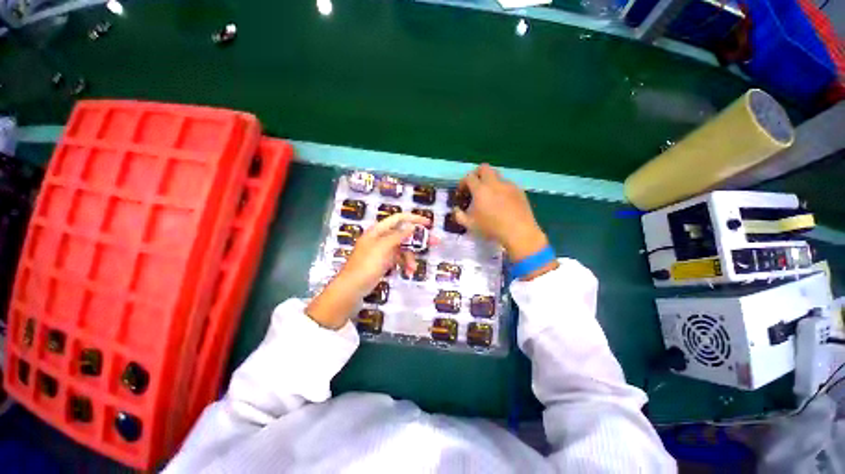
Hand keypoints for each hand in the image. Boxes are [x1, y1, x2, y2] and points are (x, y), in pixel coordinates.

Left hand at [305, 212, 431, 328]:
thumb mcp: (383, 248)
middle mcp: (381, 238)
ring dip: (410, 257)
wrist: (351, 288)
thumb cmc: (367, 265)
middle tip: (435, 242)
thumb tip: (411, 226)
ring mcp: (382, 251)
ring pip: (402, 248)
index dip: (414, 219)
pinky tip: (408, 272)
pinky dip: (404, 264)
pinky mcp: (383, 262)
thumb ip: (398, 236)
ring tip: (413, 268)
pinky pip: (398, 259)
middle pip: (403, 234)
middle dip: (418, 239)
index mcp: (378, 230)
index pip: (399, 218)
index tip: (429, 223)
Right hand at [454, 164, 547, 261]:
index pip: (469, 177)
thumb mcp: (470, 224)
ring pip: (497, 176)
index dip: (463, 183)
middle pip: (484, 168)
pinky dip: (501, 189)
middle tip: (475, 187)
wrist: (518, 232)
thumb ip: (459, 215)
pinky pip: (507, 185)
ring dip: (490, 182)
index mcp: (480, 189)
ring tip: (489, 196)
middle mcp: (494, 183)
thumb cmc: (491, 228)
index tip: (462, 192)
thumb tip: (456, 209)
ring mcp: (508, 185)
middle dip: (477, 174)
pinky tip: (502, 203)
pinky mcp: (519, 191)